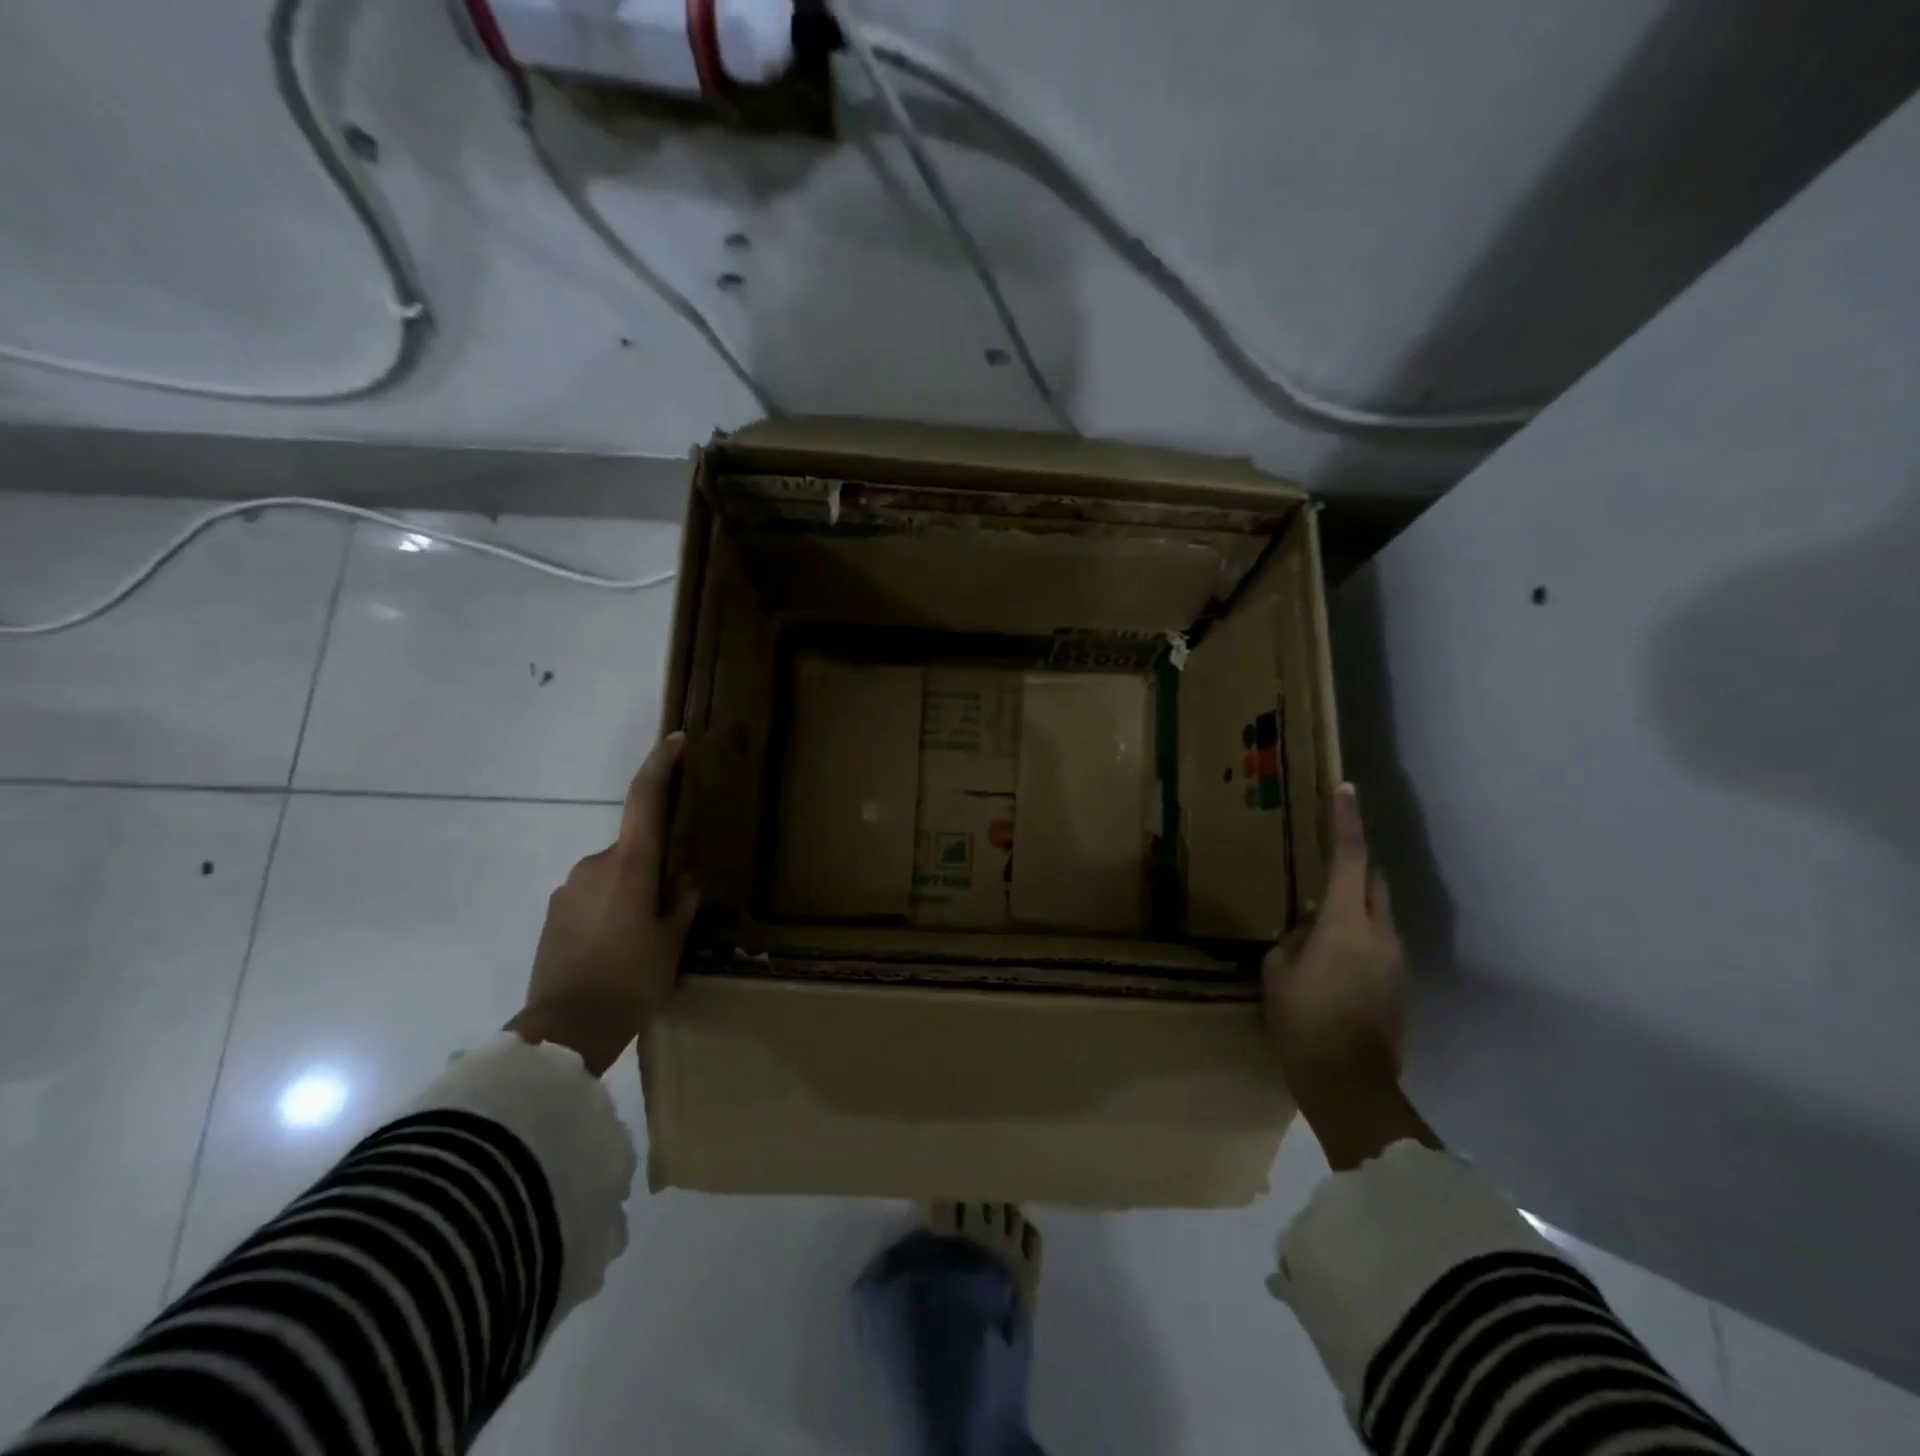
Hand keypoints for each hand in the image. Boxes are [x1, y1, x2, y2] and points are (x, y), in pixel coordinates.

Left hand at [507, 733, 698, 1075]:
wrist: (565, 1030)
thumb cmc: (632, 979)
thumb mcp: (671, 942)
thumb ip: (680, 903)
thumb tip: (682, 882)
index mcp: (629, 865)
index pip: (645, 800)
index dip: (660, 766)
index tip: (676, 741)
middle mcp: (594, 866)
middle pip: (632, 849)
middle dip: (652, 869)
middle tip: (670, 909)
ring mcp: (568, 890)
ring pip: (612, 877)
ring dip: (629, 894)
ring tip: (642, 940)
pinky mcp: (553, 915)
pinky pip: (591, 899)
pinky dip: (608, 911)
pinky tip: (616, 949)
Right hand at [1262, 783, 1404, 1102]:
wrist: (1349, 1085)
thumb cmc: (1303, 1022)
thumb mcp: (1278, 972)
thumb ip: (1294, 939)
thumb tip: (1310, 930)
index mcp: (1346, 924)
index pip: (1349, 859)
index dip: (1346, 821)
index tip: (1345, 788)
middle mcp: (1380, 934)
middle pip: (1374, 882)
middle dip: (1354, 867)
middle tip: (1323, 866)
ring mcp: (1395, 961)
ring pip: (1377, 914)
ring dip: (1353, 908)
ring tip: (1317, 927)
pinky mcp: (1398, 985)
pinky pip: (1377, 943)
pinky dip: (1357, 937)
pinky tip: (1329, 961)